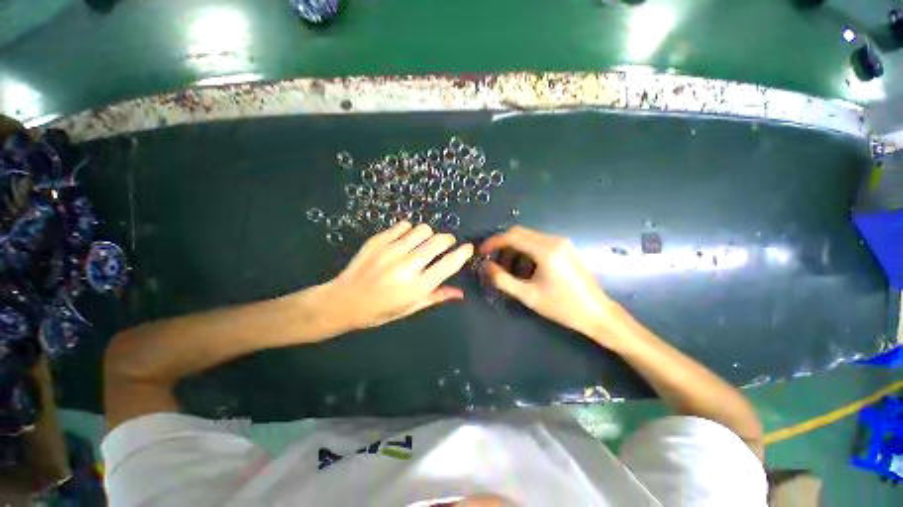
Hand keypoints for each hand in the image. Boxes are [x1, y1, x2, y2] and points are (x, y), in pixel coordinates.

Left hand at [322, 221, 473, 330]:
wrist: (343, 301)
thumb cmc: (380, 310)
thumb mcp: (410, 308)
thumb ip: (436, 297)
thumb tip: (460, 293)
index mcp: (417, 286)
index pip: (449, 264)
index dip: (463, 253)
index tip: (468, 248)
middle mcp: (407, 266)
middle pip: (439, 241)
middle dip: (448, 240)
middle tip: (444, 245)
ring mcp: (391, 250)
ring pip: (423, 229)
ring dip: (428, 235)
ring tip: (422, 243)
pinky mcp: (379, 240)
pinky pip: (404, 225)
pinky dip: (409, 230)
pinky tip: (405, 240)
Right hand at [479, 226, 621, 341]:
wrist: (597, 313)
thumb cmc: (562, 307)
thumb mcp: (528, 296)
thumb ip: (503, 279)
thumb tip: (486, 266)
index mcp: (545, 250)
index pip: (511, 236)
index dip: (493, 242)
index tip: (481, 252)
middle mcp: (554, 240)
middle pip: (519, 232)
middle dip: (502, 245)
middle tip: (493, 261)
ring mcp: (561, 242)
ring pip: (528, 237)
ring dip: (514, 248)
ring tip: (509, 268)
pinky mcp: (565, 247)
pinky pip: (539, 242)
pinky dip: (526, 251)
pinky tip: (525, 268)